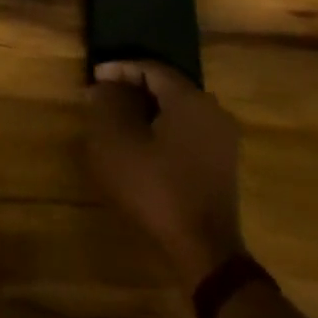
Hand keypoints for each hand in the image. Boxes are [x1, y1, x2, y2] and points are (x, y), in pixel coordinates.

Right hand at [85, 61, 243, 293]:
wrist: (204, 249)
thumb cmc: (156, 190)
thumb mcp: (117, 145)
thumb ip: (107, 106)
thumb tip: (103, 86)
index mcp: (190, 99)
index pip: (151, 68)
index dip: (120, 69)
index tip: (94, 78)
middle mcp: (212, 109)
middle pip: (168, 86)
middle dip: (133, 88)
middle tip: (103, 96)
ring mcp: (222, 137)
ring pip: (179, 109)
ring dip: (148, 110)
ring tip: (119, 120)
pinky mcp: (223, 161)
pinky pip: (189, 130)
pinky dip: (164, 129)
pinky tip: (144, 145)